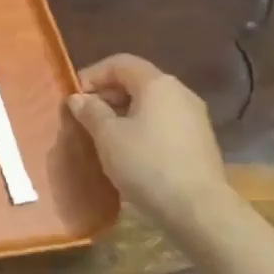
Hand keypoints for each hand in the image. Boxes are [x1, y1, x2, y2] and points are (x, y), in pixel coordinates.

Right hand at [68, 55, 229, 229]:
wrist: (199, 210)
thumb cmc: (147, 164)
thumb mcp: (107, 136)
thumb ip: (90, 111)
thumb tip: (79, 99)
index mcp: (157, 84)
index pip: (119, 63)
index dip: (92, 74)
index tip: (74, 97)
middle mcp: (180, 93)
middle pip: (137, 81)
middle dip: (107, 94)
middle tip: (85, 116)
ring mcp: (194, 118)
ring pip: (150, 104)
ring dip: (123, 112)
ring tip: (103, 135)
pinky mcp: (200, 142)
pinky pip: (163, 123)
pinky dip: (142, 127)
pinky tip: (129, 151)